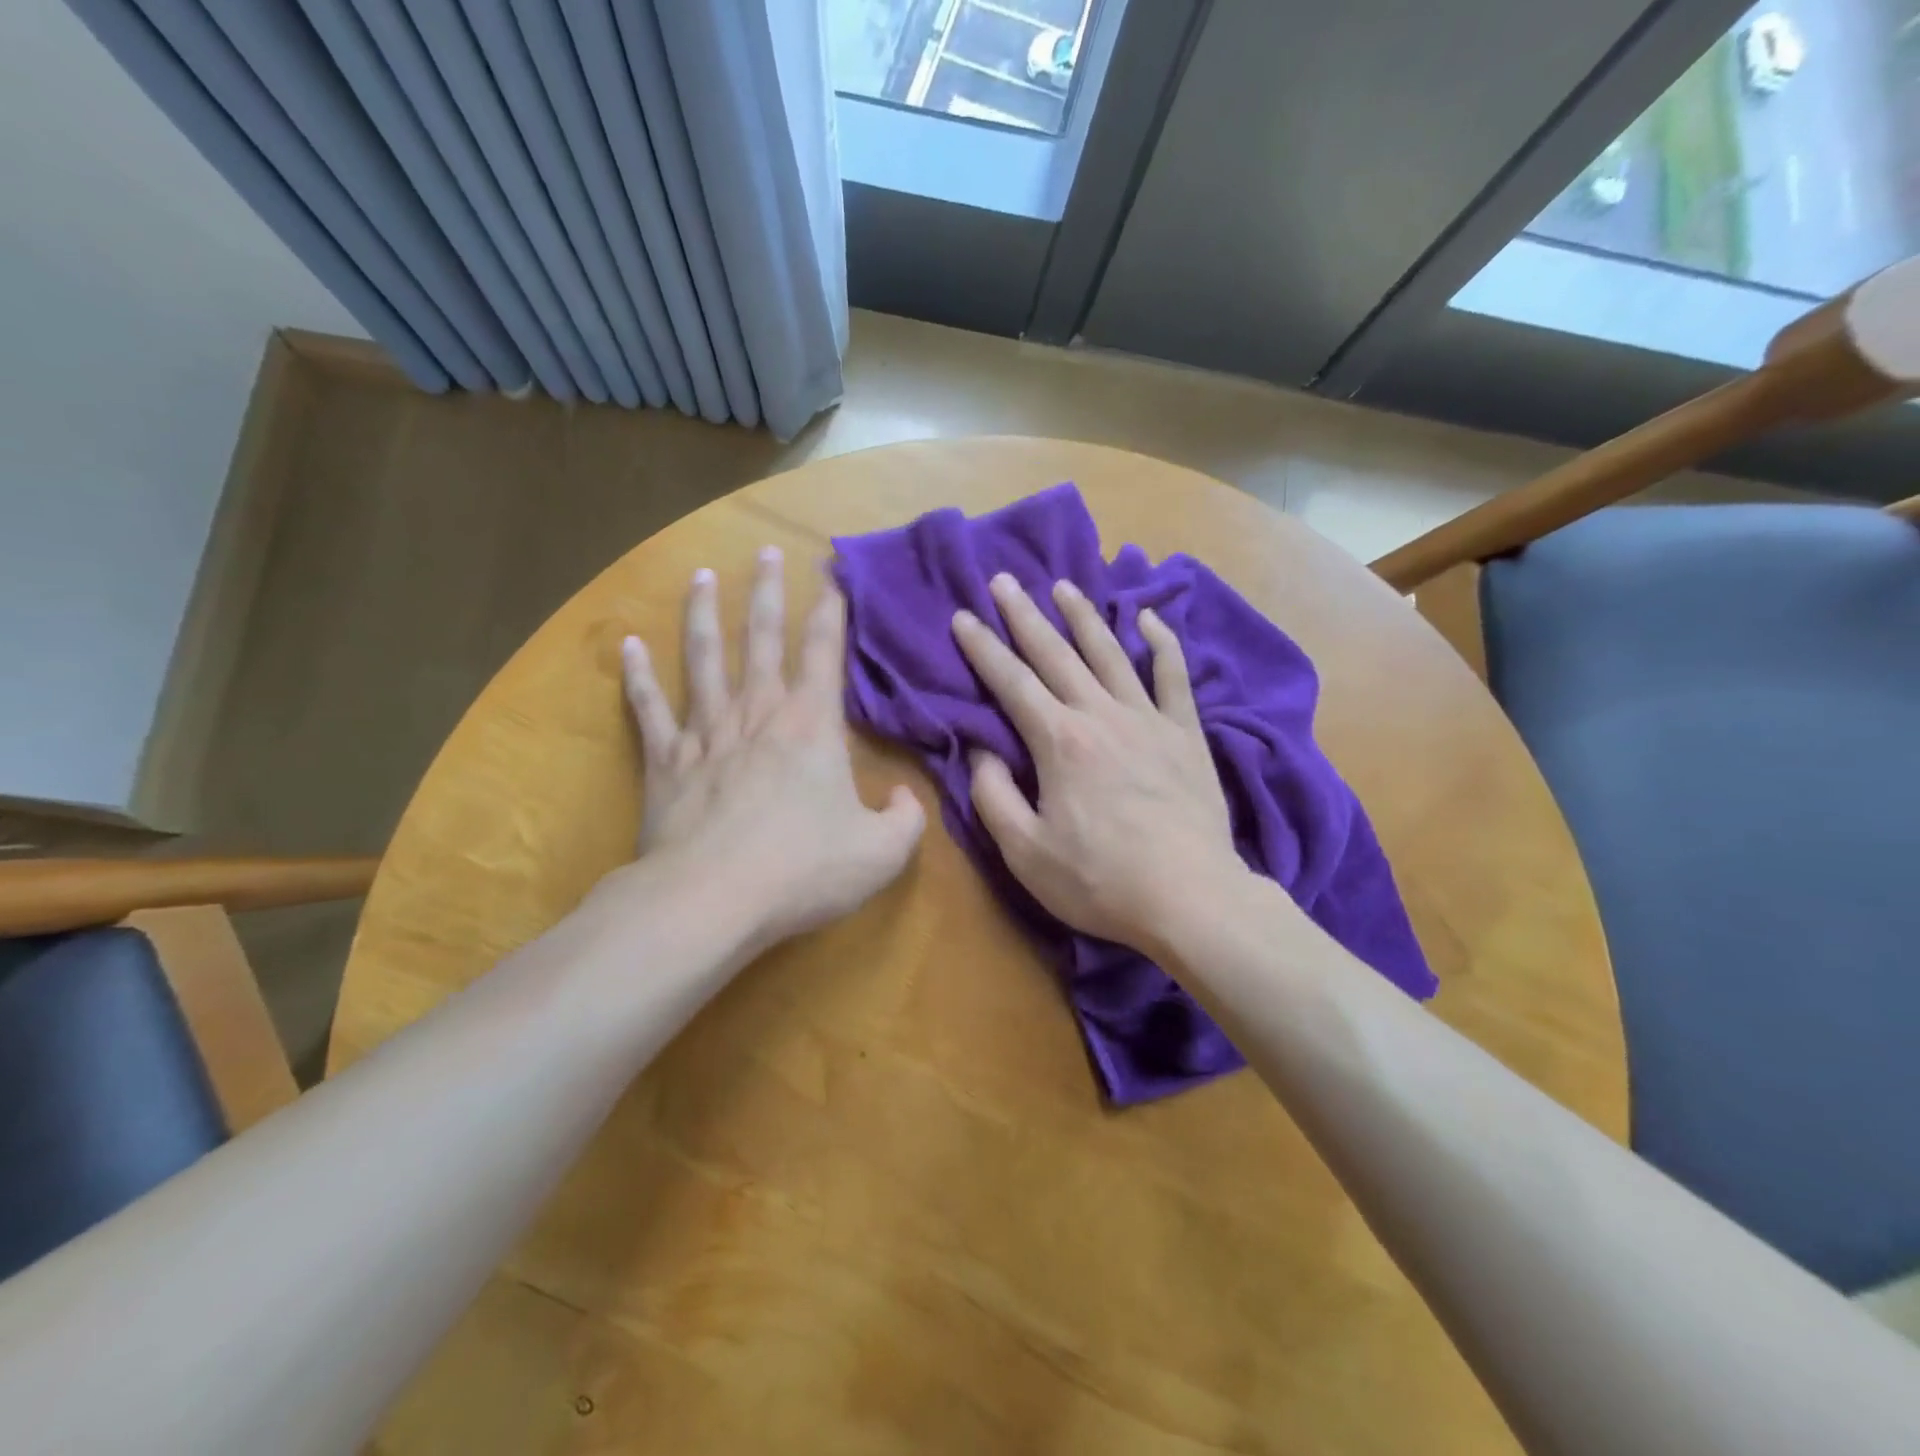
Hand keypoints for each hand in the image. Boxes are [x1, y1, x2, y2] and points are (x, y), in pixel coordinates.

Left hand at [620, 548, 924, 949]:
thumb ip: (906, 820)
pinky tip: (629, 646)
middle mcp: (758, 713)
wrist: (711, 900)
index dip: (831, 610)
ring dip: (702, 614)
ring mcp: (706, 732)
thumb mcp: (882, 853)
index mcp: (811, 724)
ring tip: (700, 576)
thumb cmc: (803, 870)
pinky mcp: (665, 761)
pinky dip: (637, 676)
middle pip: (761, 637)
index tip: (831, 575)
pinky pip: (649, 709)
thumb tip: (907, 797)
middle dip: (767, 592)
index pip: (824, 651)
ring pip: (702, 658)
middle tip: (766, 552)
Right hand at [951, 573, 1250, 956]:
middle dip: (1025, 616)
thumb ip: (993, 796)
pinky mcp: (1186, 734)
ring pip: (1110, 653)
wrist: (1191, 897)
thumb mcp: (1025, 852)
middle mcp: (1101, 715)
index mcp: (1059, 741)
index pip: (1011, 683)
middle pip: (1056, 654)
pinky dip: (1162, 643)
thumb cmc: (1100, 881)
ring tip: (1063, 586)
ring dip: (1084, 616)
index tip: (963, 617)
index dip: (983, 649)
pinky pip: (1173, 677)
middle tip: (1004, 580)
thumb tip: (981, 751)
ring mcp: (1148, 720)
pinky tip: (1148, 618)